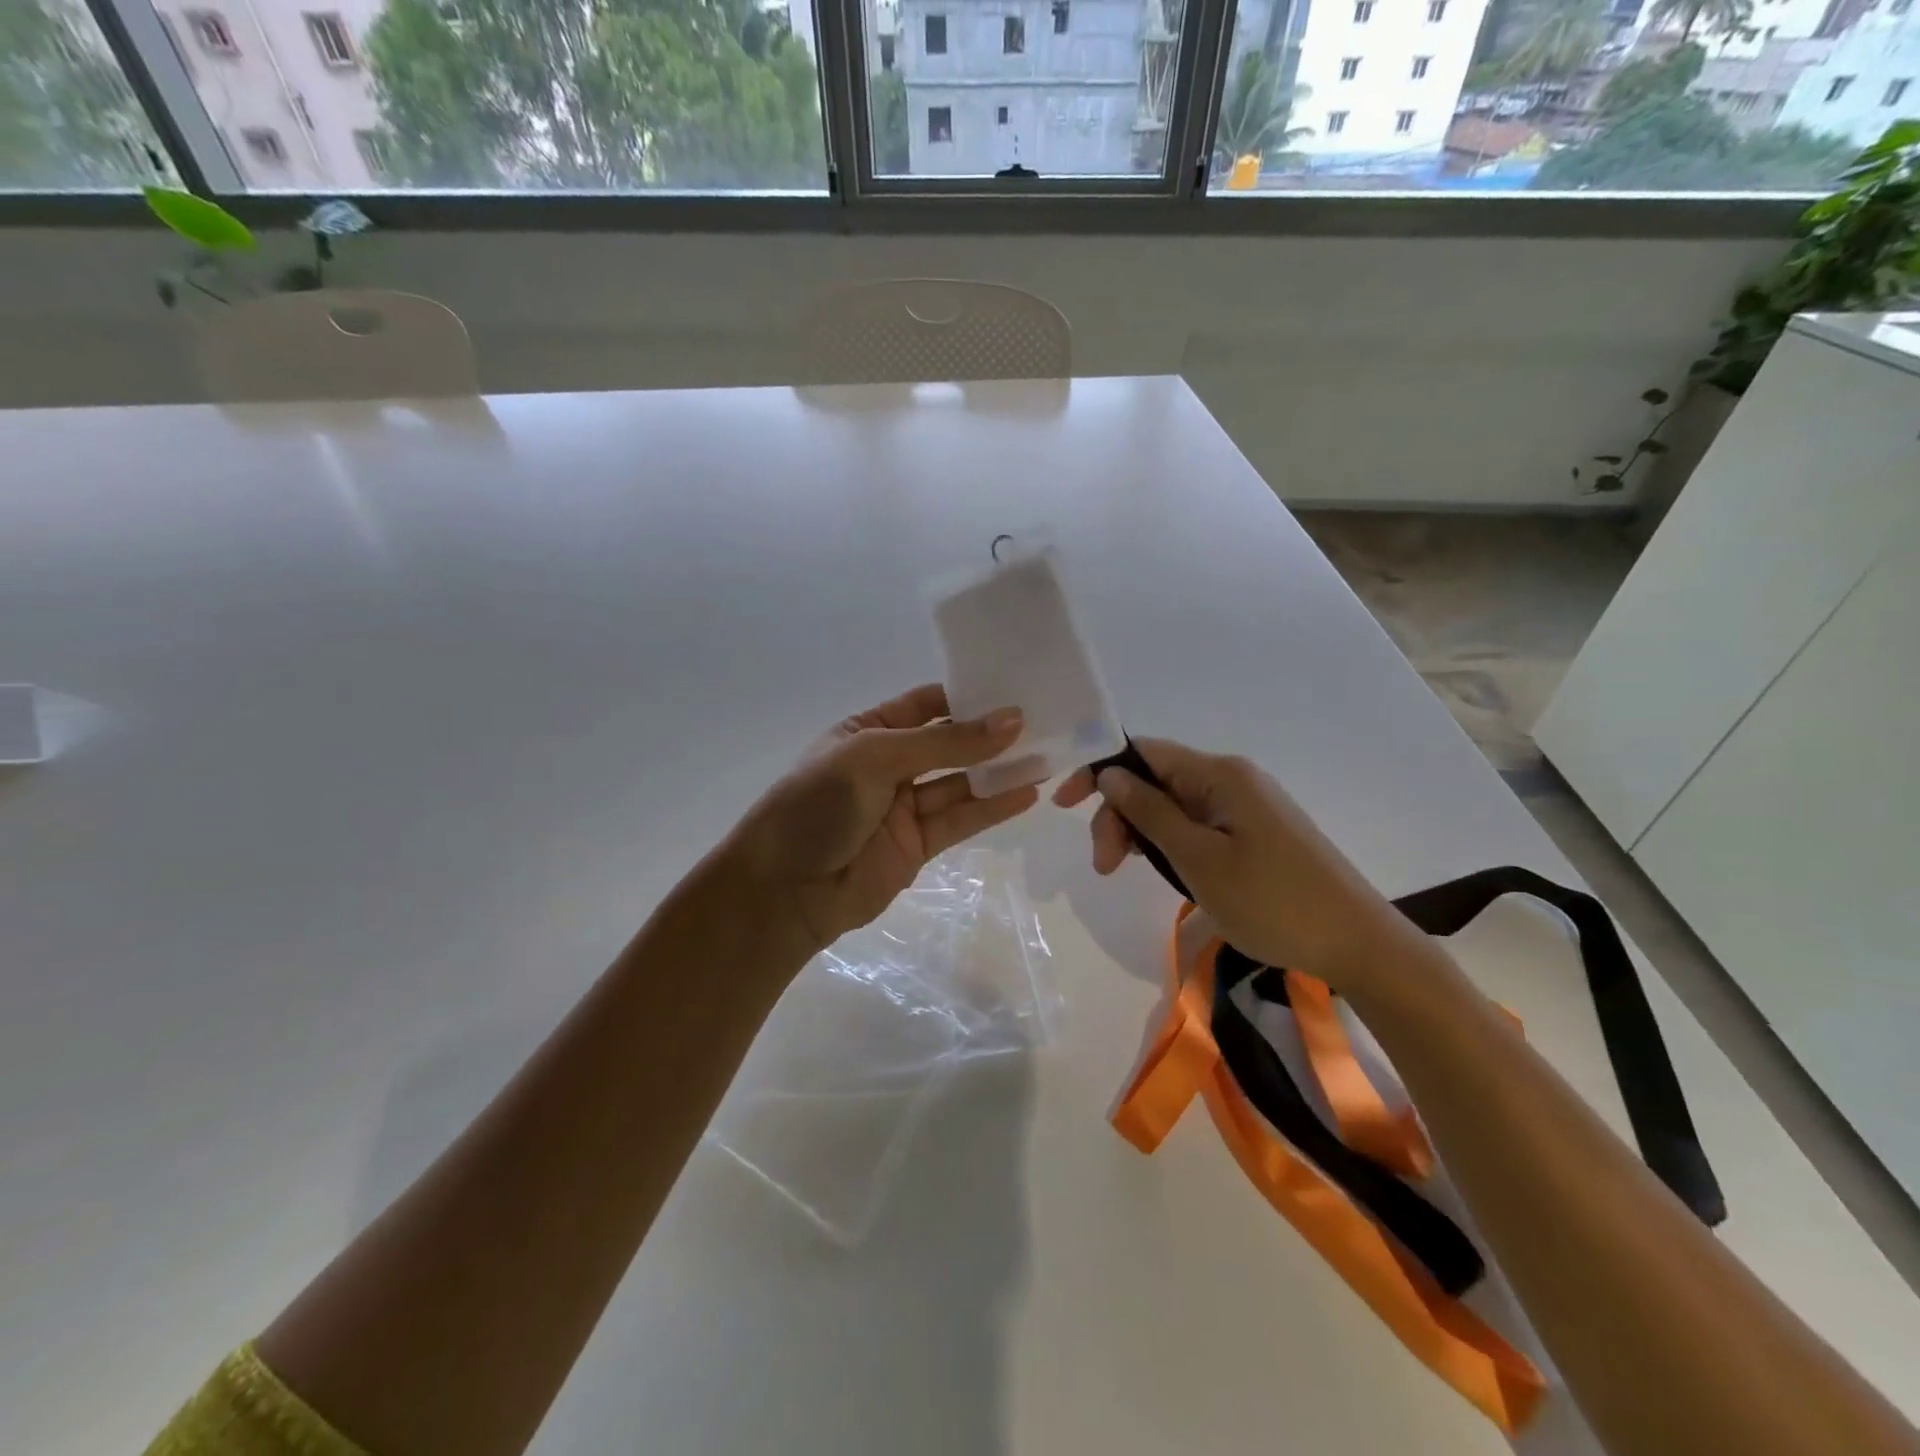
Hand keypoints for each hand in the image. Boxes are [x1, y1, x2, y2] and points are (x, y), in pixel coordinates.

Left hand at [726, 684, 1039, 961]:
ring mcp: (904, 806)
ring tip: (1048, 754)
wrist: (784, 890)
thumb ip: (946, 744)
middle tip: (1044, 720)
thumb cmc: (818, 804)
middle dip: (990, 734)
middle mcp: (888, 764)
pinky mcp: (918, 844)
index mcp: (866, 730)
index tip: (1016, 688)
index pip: (925, 704)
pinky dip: (993, 808)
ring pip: (961, 782)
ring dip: (1000, 771)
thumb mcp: (876, 758)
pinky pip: (961, 819)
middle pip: (948, 744)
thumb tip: (1012, 721)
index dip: (967, 696)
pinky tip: (1028, 793)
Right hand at [1052, 738, 1415, 991]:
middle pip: (1154, 780)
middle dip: (1119, 815)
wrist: (1358, 944)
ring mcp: (1245, 806)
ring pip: (1172, 805)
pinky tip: (1166, 870)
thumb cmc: (1273, 901)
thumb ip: (1150, 813)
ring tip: (1129, 873)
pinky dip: (1170, 843)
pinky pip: (1196, 824)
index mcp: (1219, 774)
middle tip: (1106, 867)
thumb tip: (1110, 775)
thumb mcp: (1199, 860)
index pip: (1143, 752)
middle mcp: (1231, 779)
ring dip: (1142, 833)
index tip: (1064, 806)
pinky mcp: (1254, 832)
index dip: (1098, 772)